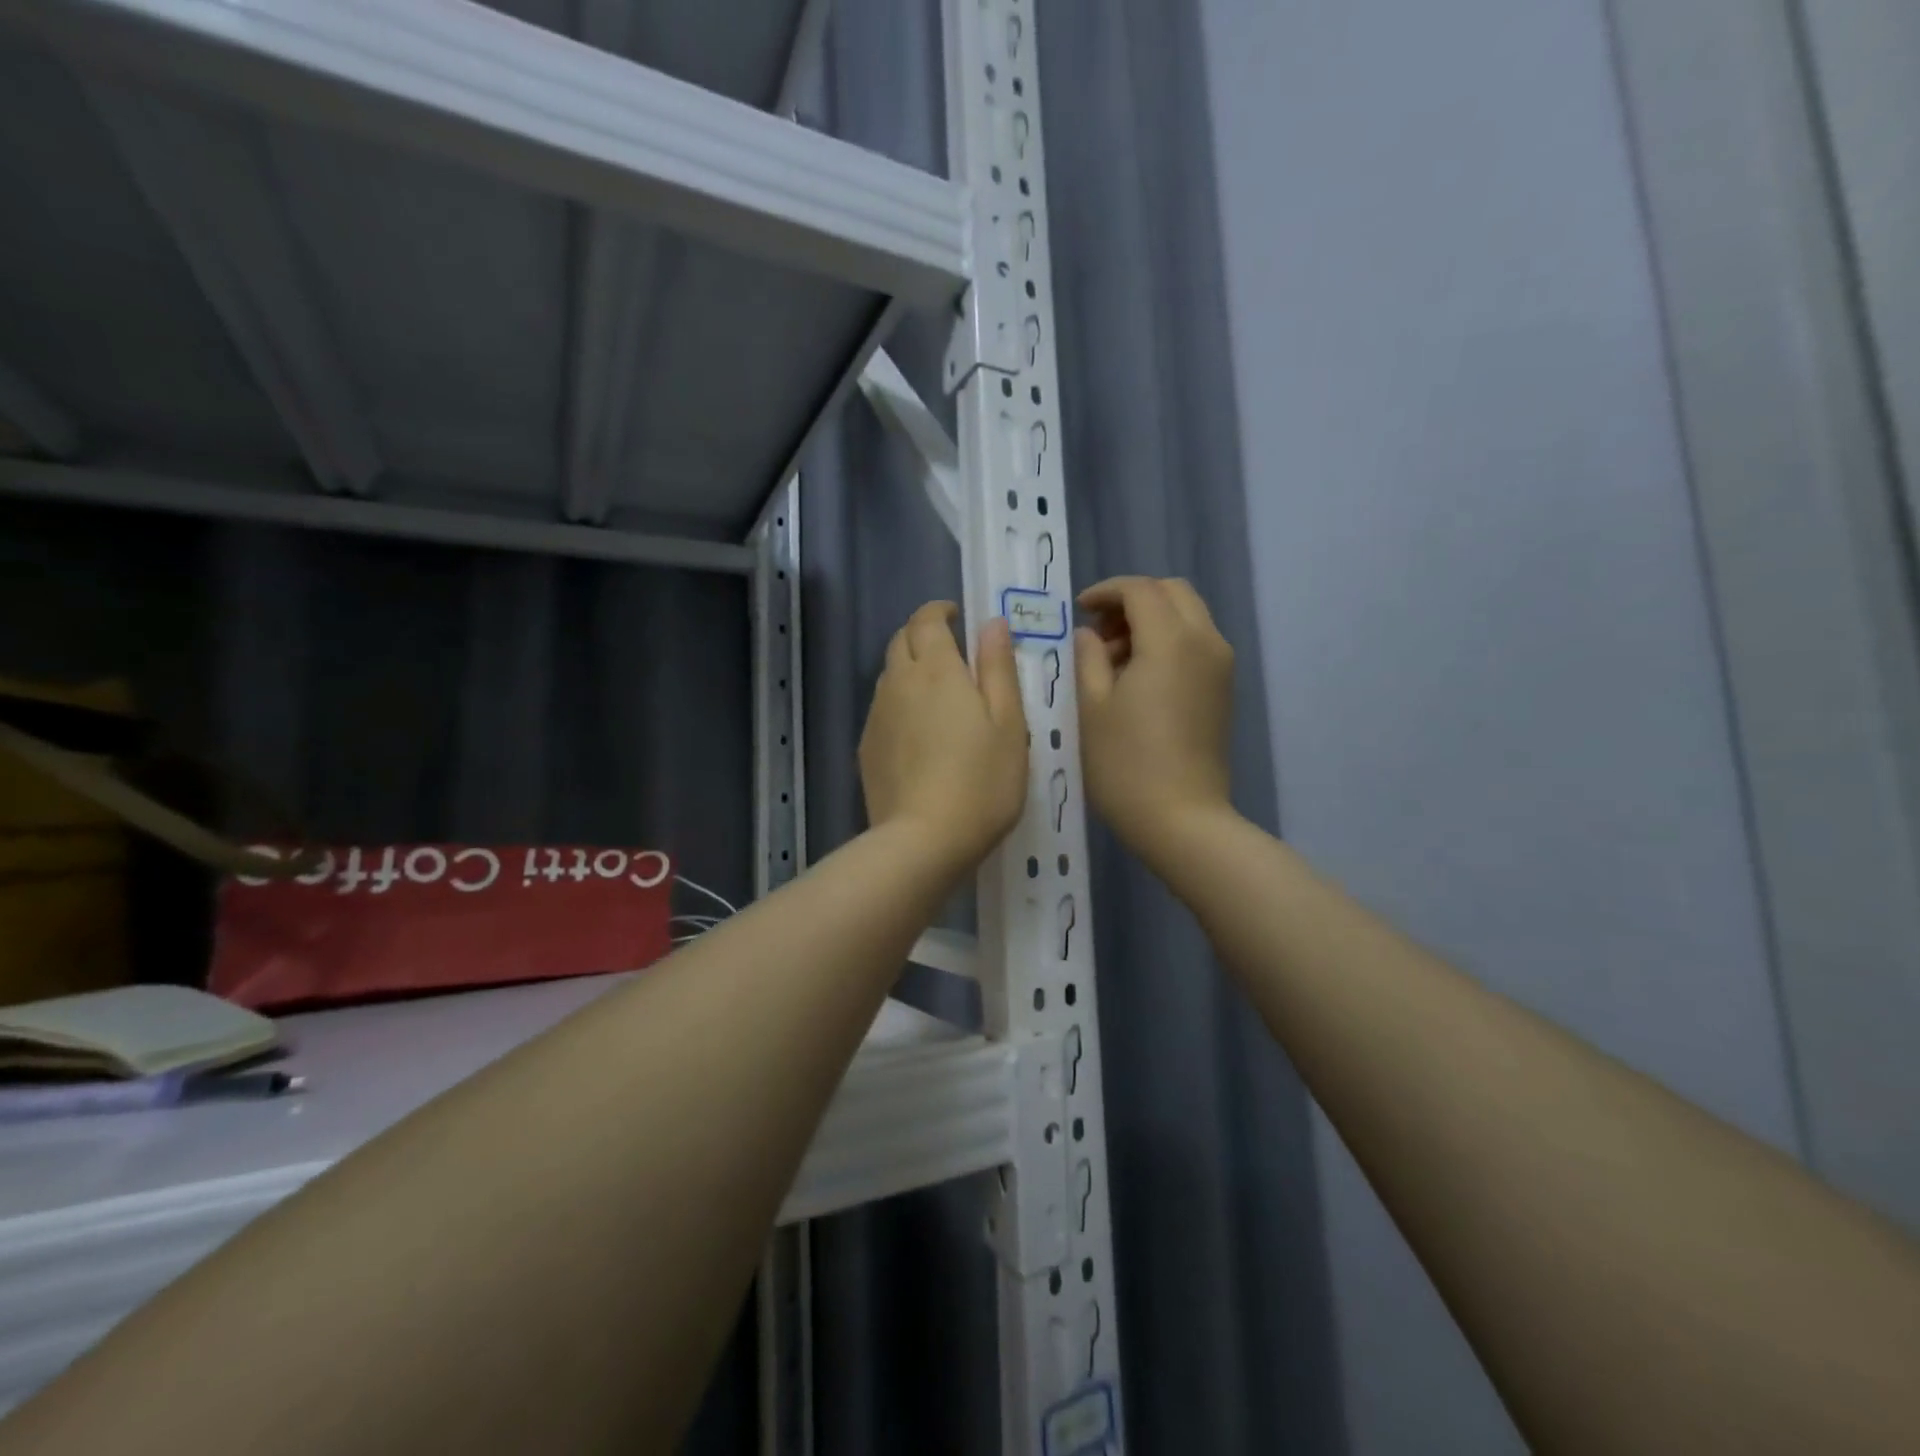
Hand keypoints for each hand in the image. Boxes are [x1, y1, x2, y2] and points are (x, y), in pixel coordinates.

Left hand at [860, 602, 1028, 870]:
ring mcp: (876, 716)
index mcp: (935, 669)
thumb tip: (991, 623)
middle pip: (900, 641)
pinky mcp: (866, 748)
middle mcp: (897, 683)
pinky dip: (899, 704)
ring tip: (938, 695)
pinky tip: (919, 735)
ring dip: (909, 670)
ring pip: (888, 676)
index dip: (939, 611)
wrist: (924, 841)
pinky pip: (882, 709)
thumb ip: (997, 667)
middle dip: (922, 635)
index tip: (957, 617)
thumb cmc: (982, 781)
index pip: (926, 619)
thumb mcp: (1008, 723)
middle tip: (951, 653)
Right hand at [1075, 577, 1235, 863]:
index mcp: (1171, 641)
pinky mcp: (1224, 689)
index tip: (1079, 610)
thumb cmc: (1125, 764)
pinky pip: (1197, 642)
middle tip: (1100, 631)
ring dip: (1151, 620)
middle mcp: (1205, 642)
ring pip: (1188, 616)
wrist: (1182, 819)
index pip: (1140, 590)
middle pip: (1172, 593)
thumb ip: (1088, 657)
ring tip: (1114, 660)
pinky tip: (1139, 677)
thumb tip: (1090, 635)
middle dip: (1133, 600)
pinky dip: (1168, 641)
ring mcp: (1220, 666)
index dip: (1106, 592)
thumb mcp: (1091, 707)